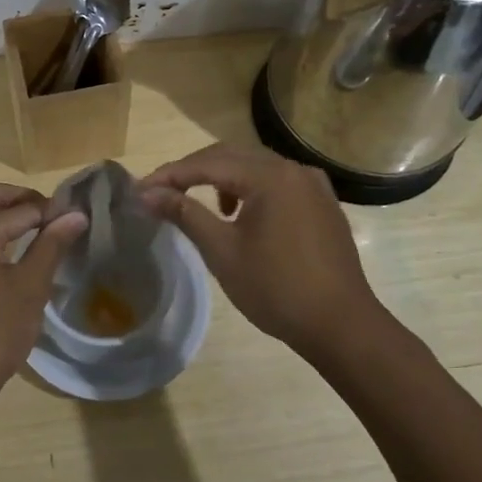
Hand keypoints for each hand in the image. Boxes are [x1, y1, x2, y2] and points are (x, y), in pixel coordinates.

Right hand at [140, 144, 384, 352]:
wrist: (341, 326)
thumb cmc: (277, 289)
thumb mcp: (223, 251)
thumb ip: (185, 214)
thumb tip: (147, 194)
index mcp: (270, 176)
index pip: (207, 163)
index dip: (170, 174)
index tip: (139, 189)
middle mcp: (293, 169)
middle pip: (232, 155)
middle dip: (194, 170)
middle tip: (163, 191)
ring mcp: (313, 185)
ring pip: (256, 166)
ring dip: (223, 178)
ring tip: (203, 206)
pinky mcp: (323, 204)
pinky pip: (278, 182)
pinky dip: (251, 189)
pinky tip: (243, 216)